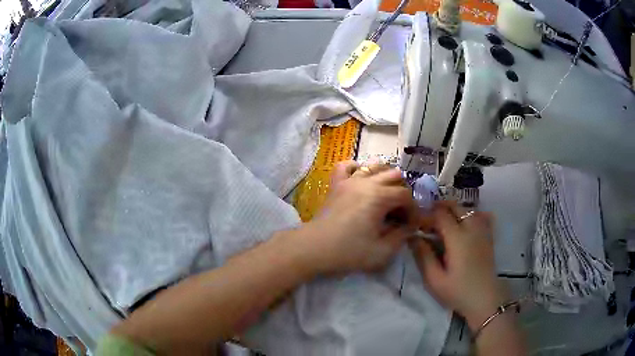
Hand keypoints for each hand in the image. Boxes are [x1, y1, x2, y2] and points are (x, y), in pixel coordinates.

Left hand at [304, 161, 417, 274]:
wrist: (314, 248)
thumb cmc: (349, 251)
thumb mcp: (382, 251)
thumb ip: (401, 237)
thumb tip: (409, 227)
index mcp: (379, 197)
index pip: (405, 196)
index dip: (412, 210)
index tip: (411, 225)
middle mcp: (366, 182)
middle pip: (394, 176)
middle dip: (401, 193)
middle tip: (398, 213)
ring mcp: (349, 180)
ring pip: (374, 166)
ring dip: (385, 178)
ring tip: (385, 196)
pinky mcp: (336, 184)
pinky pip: (346, 166)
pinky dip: (357, 168)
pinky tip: (361, 179)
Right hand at [410, 201, 508, 330]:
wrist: (484, 299)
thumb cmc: (457, 291)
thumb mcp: (434, 279)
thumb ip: (423, 256)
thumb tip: (413, 237)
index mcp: (457, 238)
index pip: (440, 214)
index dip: (426, 215)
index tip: (416, 224)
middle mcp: (471, 228)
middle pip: (455, 206)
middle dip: (439, 208)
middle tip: (427, 220)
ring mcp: (482, 230)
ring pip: (467, 209)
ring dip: (453, 210)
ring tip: (443, 221)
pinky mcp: (488, 236)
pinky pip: (480, 216)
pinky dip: (470, 214)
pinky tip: (464, 223)